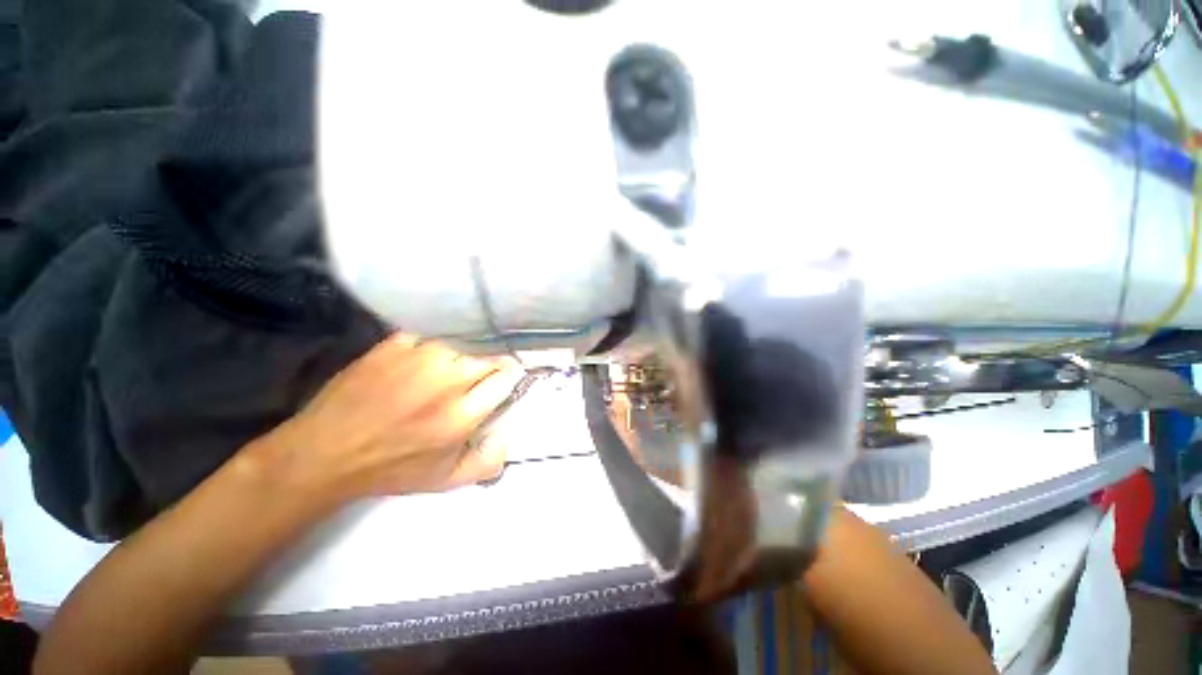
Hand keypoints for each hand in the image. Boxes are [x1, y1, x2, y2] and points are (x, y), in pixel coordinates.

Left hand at [246, 334, 523, 507]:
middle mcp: (446, 380)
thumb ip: (487, 462)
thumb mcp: (445, 481)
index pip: (506, 377)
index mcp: (461, 415)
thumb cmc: (390, 468)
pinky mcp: (394, 345)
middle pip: (489, 356)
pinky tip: (423, 359)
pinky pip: (430, 335)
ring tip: (450, 367)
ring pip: (463, 342)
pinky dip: (433, 345)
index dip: (509, 377)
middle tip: (477, 377)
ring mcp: (418, 358)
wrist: (324, 453)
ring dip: (463, 354)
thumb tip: (509, 435)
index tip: (503, 380)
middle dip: (491, 365)